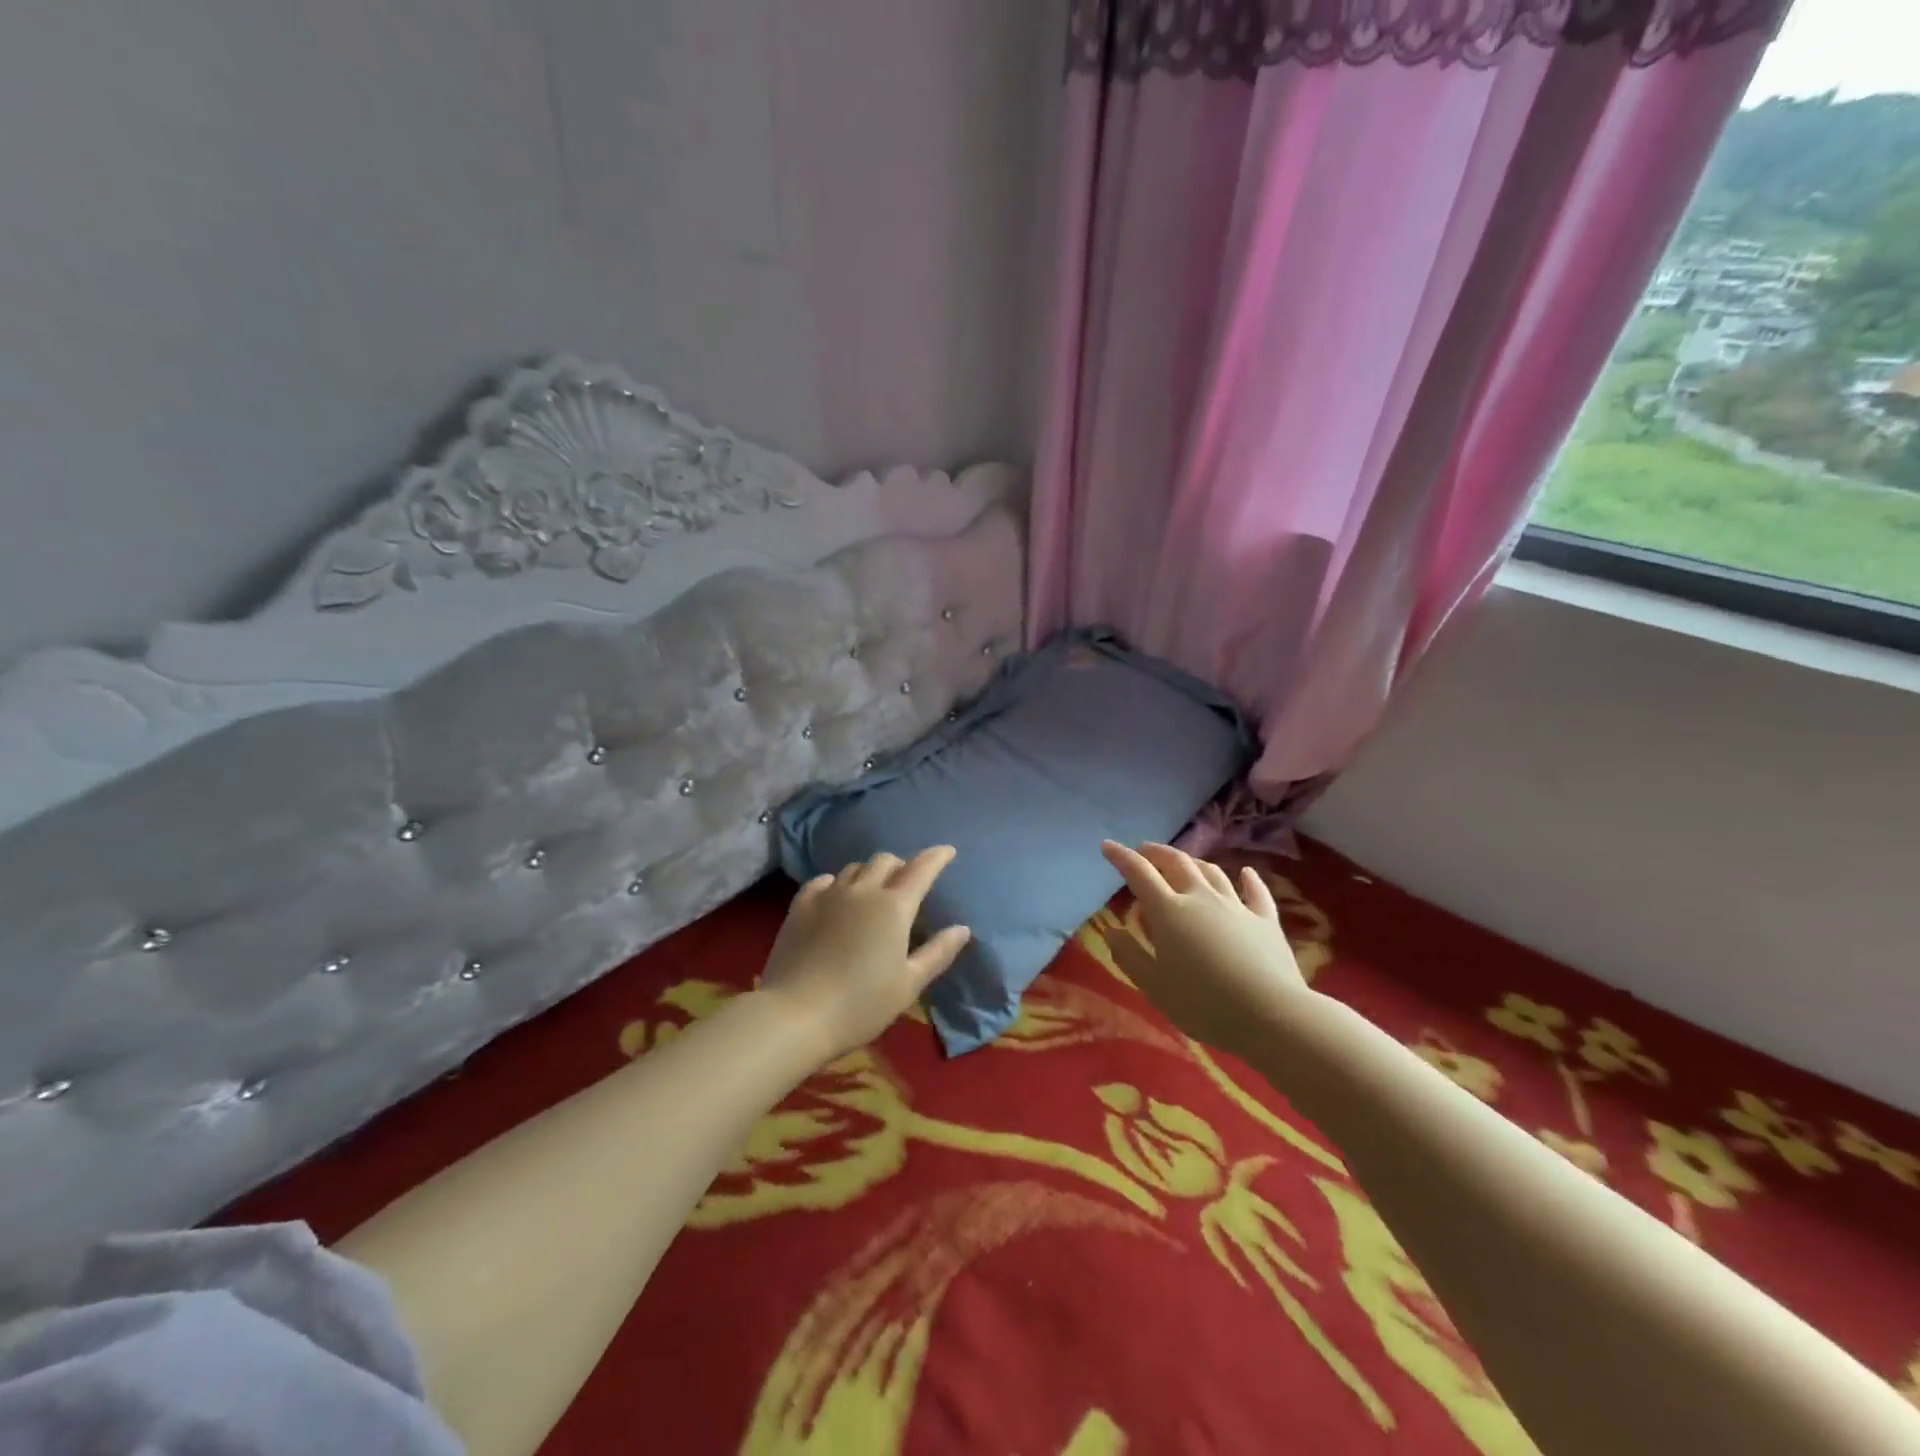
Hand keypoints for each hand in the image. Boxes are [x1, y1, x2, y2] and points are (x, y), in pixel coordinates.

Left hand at [759, 847, 972, 1063]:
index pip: (921, 869)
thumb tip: (962, 929)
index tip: (947, 851)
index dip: (936, 857)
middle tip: (907, 883)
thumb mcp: (909, 985)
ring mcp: (828, 895)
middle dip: (901, 866)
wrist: (795, 1015)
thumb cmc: (861, 1005)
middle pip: (885, 861)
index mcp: (894, 907)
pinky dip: (836, 883)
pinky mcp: (800, 906)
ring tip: (872, 891)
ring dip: (869, 873)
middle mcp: (862, 891)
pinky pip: (823, 881)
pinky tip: (836, 896)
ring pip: (854, 868)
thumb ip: (937, 953)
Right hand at [1100, 841, 1310, 1060]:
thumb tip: (1112, 931)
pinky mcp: (1266, 920)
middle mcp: (1200, 897)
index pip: (1139, 873)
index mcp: (1168, 911)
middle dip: (1157, 853)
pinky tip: (1246, 872)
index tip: (1107, 846)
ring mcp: (1236, 906)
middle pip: (1177, 863)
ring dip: (1193, 862)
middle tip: (1144, 851)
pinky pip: (1256, 892)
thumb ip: (1129, 955)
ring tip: (1184, 862)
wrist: (1271, 1014)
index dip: (1121, 857)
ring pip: (1212, 871)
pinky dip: (1248, 879)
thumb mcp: (1153, 985)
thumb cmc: (1203, 1003)